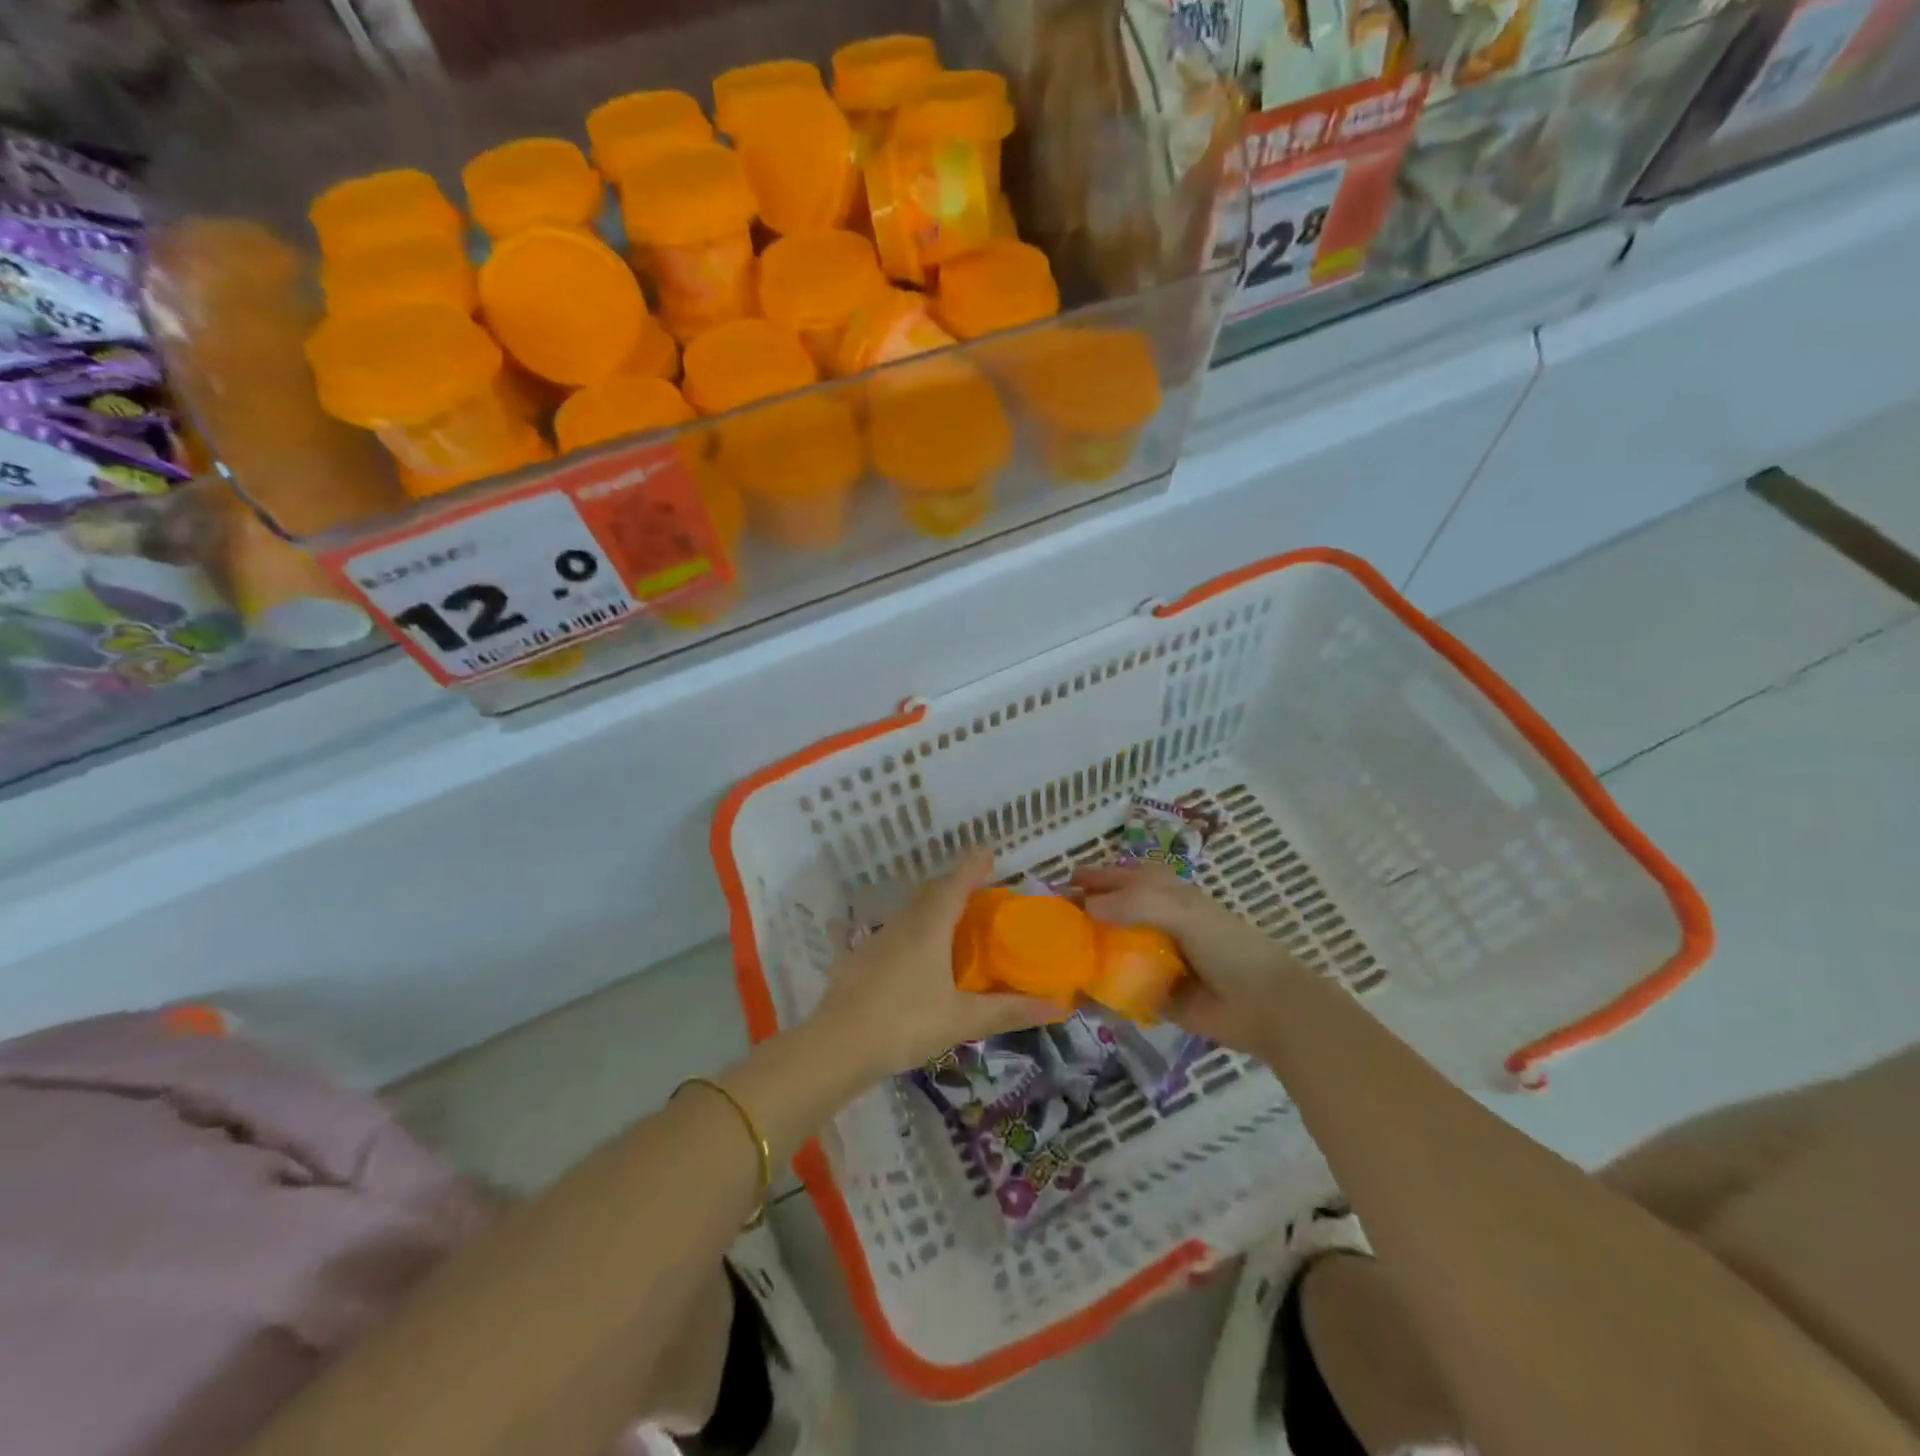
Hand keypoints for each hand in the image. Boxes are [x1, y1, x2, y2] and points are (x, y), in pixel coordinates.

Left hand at [810, 851, 1059, 1077]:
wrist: (836, 1047)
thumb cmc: (905, 1024)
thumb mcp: (963, 1020)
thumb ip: (1009, 1010)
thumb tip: (1058, 1005)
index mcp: (929, 927)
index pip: (955, 883)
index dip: (973, 865)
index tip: (989, 852)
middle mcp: (903, 924)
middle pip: (931, 891)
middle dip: (954, 884)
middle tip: (977, 892)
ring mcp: (876, 940)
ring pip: (909, 911)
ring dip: (931, 907)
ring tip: (951, 923)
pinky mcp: (858, 959)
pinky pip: (890, 934)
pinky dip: (909, 933)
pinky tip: (909, 956)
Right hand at [1072, 862, 1306, 1054]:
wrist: (1264, 1006)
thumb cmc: (1226, 947)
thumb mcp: (1180, 911)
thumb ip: (1134, 904)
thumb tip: (1087, 906)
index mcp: (1170, 897)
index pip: (1127, 878)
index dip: (1099, 877)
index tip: (1067, 881)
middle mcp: (1161, 925)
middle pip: (1116, 913)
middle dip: (1087, 914)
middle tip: (1055, 921)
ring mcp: (1159, 961)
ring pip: (1116, 951)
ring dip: (1090, 952)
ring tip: (1058, 956)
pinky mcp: (1158, 996)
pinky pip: (1123, 990)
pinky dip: (1101, 991)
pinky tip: (1077, 994)